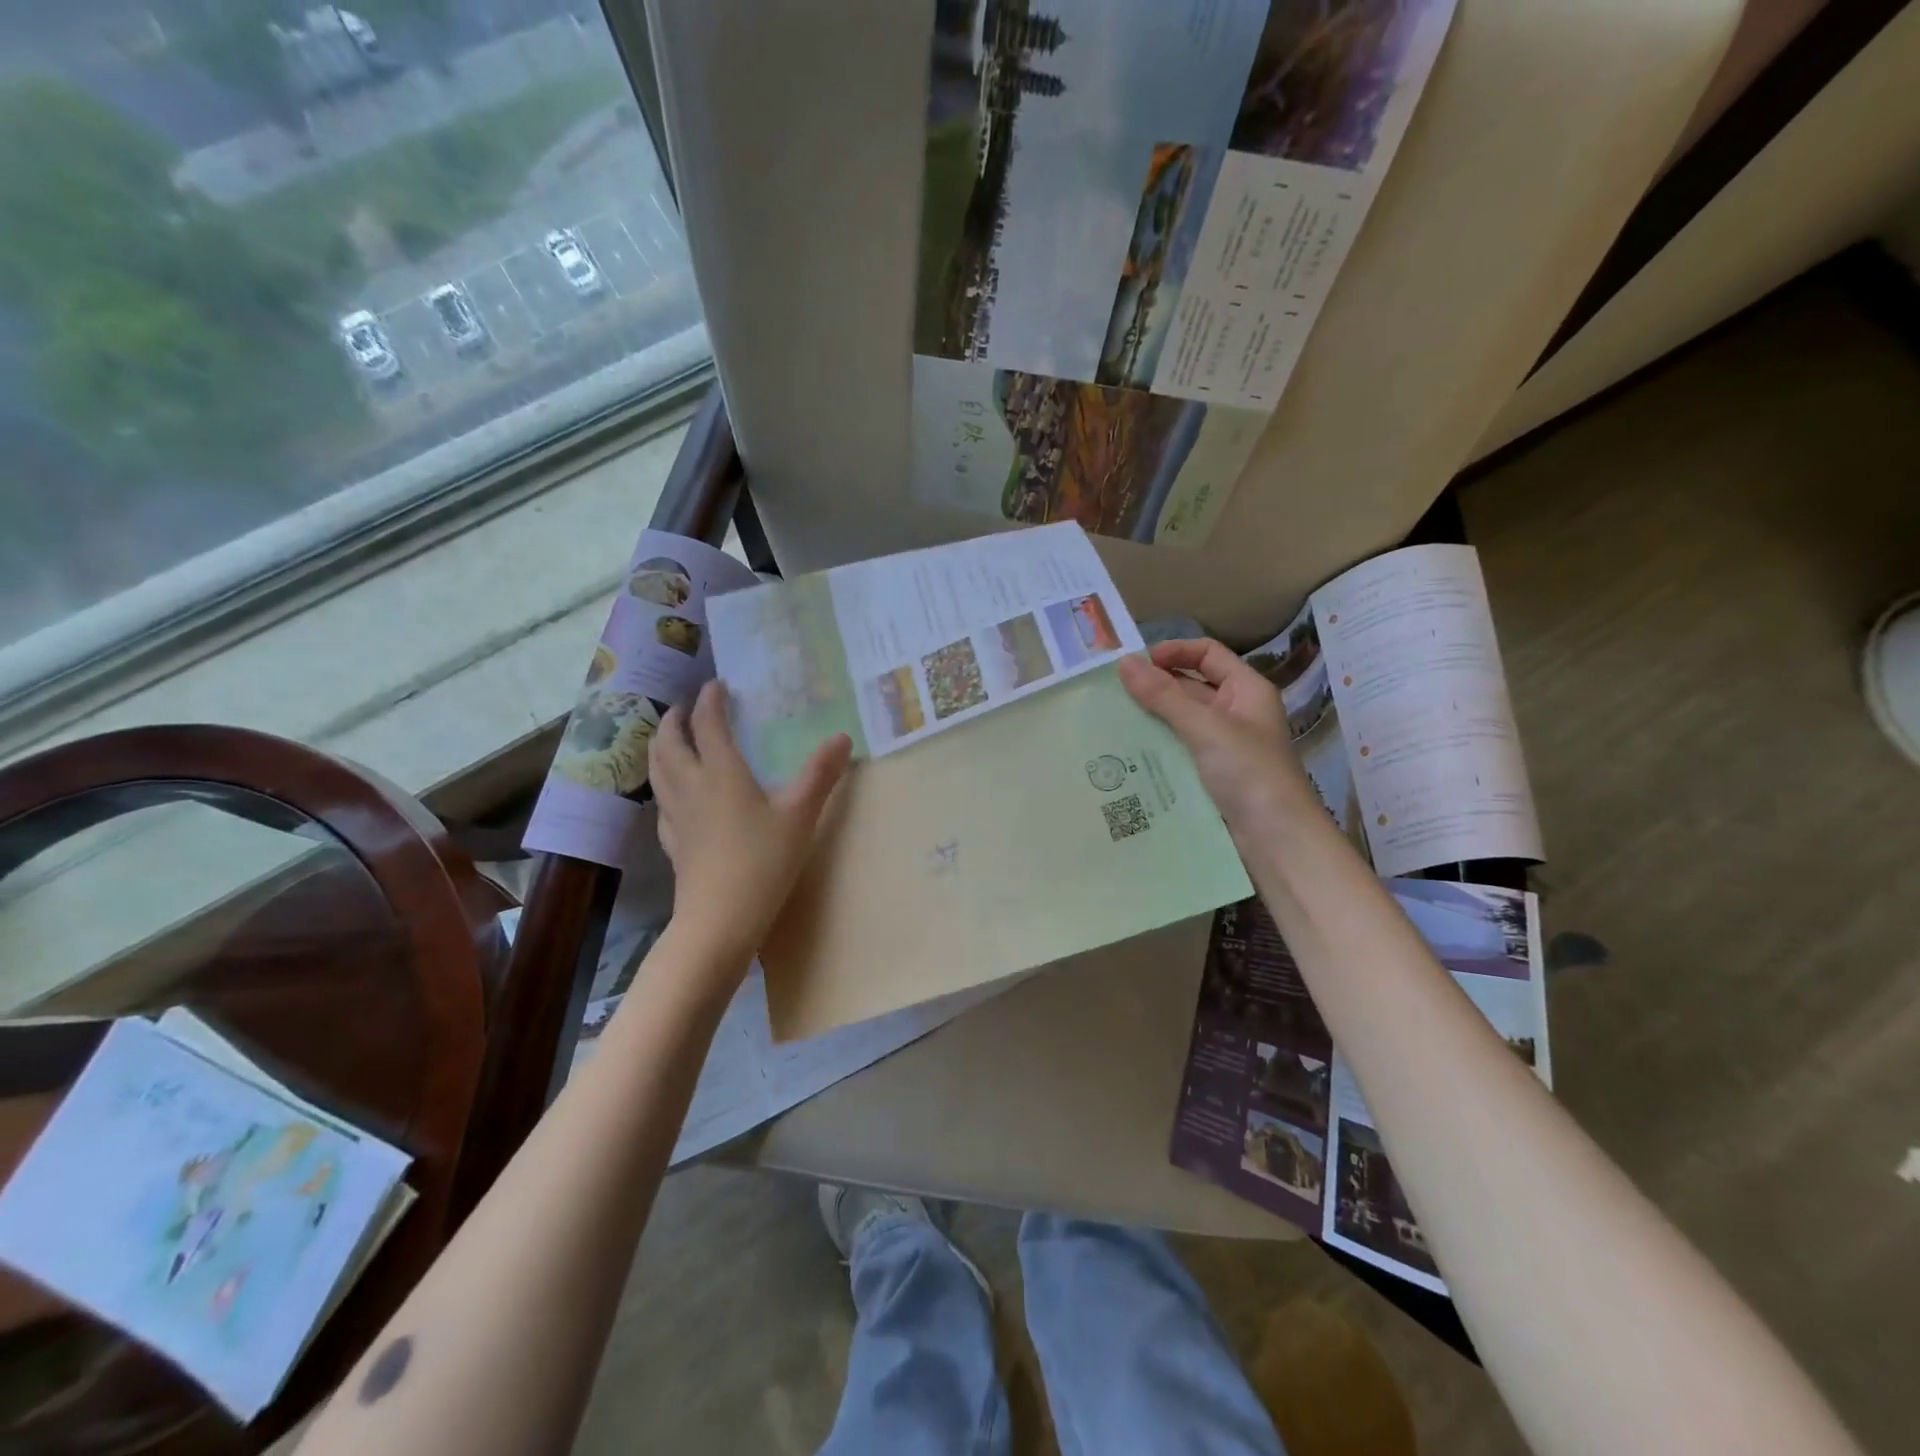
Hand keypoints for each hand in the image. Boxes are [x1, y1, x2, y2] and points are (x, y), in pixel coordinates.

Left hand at [649, 680, 852, 972]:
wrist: (720, 920)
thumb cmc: (763, 862)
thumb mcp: (800, 815)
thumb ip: (821, 774)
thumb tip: (842, 737)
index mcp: (721, 773)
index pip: (707, 724)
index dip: (710, 700)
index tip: (716, 684)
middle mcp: (691, 787)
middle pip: (668, 743)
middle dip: (673, 720)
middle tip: (684, 709)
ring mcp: (677, 816)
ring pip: (657, 771)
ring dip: (660, 747)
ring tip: (670, 740)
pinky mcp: (673, 843)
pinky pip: (661, 803)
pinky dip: (664, 785)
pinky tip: (675, 796)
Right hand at [1117, 639, 1315, 835]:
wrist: (1276, 839)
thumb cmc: (1249, 773)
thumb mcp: (1205, 728)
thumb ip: (1163, 695)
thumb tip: (1124, 662)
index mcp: (1246, 690)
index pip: (1207, 654)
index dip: (1173, 652)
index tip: (1135, 664)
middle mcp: (1235, 712)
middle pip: (1190, 686)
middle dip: (1154, 687)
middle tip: (1111, 694)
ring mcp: (1222, 744)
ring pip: (1180, 720)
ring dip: (1150, 717)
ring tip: (1110, 719)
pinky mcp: (1209, 773)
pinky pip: (1177, 748)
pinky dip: (1155, 745)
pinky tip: (1125, 751)